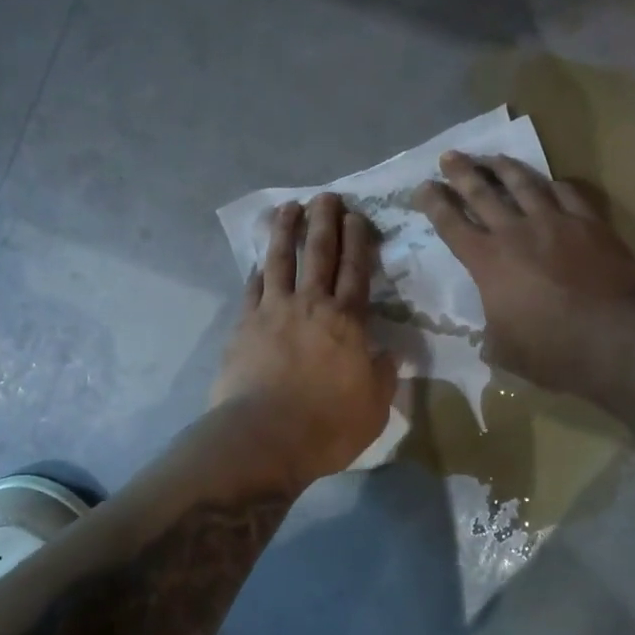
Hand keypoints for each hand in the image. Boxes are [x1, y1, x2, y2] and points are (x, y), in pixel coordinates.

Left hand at [212, 193, 398, 483]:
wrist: (263, 439)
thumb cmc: (327, 427)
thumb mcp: (374, 408)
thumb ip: (383, 376)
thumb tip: (390, 355)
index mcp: (347, 322)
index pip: (357, 270)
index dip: (359, 240)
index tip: (358, 215)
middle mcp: (311, 305)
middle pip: (320, 253)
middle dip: (325, 221)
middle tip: (327, 196)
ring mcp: (273, 311)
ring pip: (281, 260)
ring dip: (286, 231)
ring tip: (288, 207)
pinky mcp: (244, 325)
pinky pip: (252, 288)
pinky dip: (258, 271)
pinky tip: (259, 261)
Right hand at [414, 151, 634, 396]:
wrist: (617, 337)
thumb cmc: (553, 351)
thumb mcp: (506, 352)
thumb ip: (491, 338)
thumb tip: (488, 340)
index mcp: (487, 262)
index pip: (451, 225)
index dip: (434, 204)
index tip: (423, 187)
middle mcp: (516, 233)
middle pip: (482, 193)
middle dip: (461, 173)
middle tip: (449, 156)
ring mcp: (555, 223)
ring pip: (524, 184)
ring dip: (504, 168)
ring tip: (493, 157)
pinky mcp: (590, 223)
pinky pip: (567, 193)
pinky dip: (553, 185)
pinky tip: (549, 182)